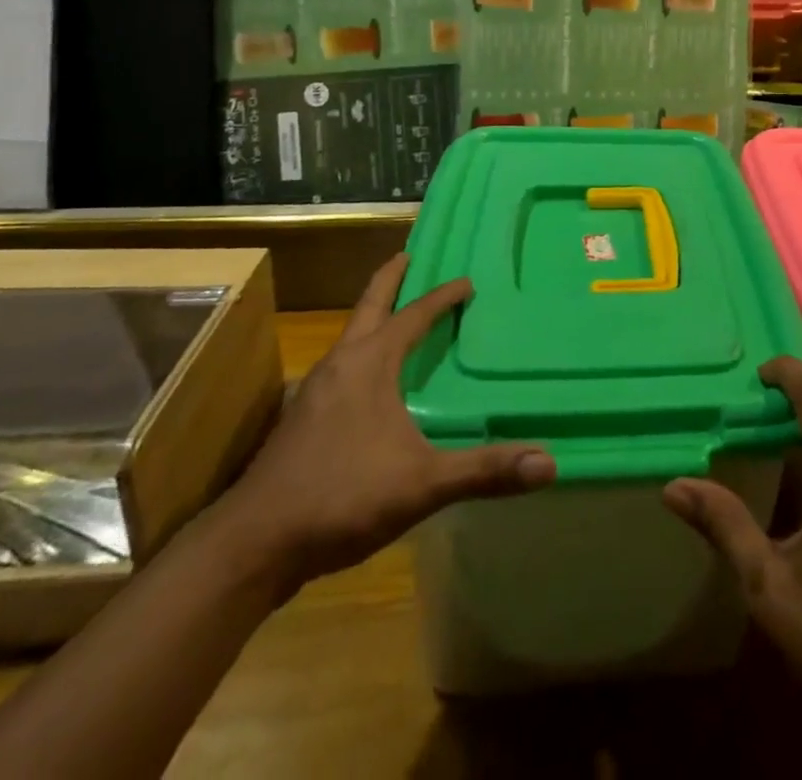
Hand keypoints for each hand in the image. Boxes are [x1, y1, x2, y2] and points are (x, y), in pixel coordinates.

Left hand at [216, 252, 555, 593]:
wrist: (252, 546)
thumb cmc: (341, 497)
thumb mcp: (422, 483)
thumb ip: (484, 470)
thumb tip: (549, 463)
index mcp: (369, 364)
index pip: (413, 315)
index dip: (442, 297)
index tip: (467, 282)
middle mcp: (340, 365)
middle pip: (368, 306)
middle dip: (390, 279)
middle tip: (408, 256)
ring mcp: (314, 392)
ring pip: (350, 337)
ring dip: (373, 317)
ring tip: (395, 315)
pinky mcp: (300, 421)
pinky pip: (340, 367)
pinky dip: (361, 353)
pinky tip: (368, 383)